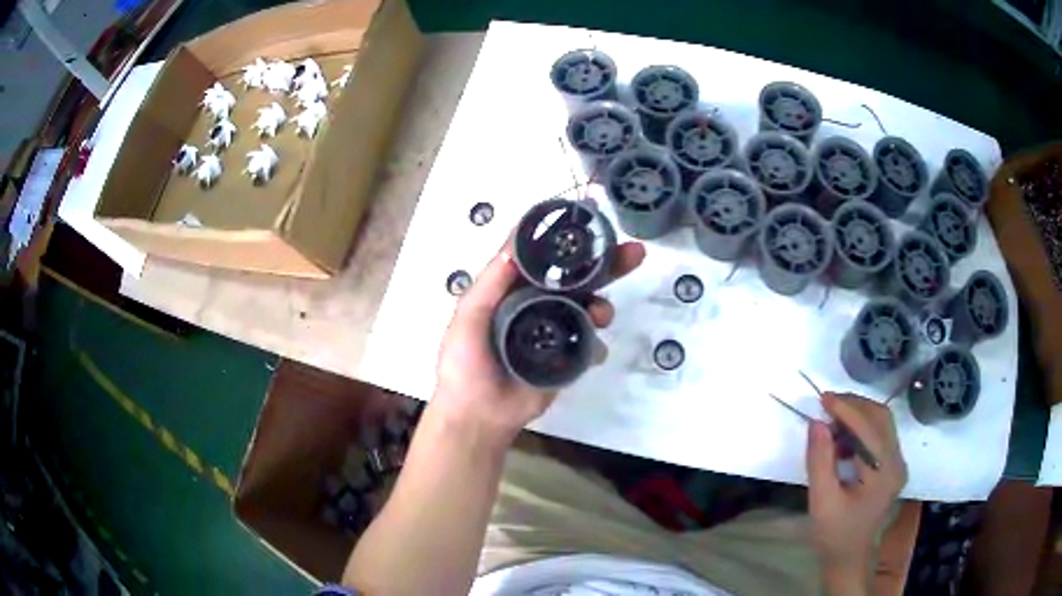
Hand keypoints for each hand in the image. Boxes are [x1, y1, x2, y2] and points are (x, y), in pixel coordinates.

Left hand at [431, 239, 645, 445]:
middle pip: (575, 279)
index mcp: (512, 290)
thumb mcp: (468, 317)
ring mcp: (555, 331)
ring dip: (602, 306)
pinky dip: (598, 343)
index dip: (562, 239)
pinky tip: (593, 349)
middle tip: (634, 252)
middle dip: (606, 264)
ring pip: (588, 308)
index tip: (589, 220)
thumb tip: (514, 245)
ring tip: (601, 314)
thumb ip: (490, 283)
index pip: (541, 258)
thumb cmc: (464, 363)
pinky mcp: (568, 359)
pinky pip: (591, 345)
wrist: (479, 415)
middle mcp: (537, 304)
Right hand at [806, 393, 907, 593]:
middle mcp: (897, 463)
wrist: (848, 558)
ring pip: (882, 422)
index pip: (869, 430)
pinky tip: (842, 438)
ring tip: (832, 419)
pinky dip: (861, 427)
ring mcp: (897, 463)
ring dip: (858, 414)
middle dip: (854, 405)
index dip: (846, 410)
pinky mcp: (892, 465)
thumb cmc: (833, 535)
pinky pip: (880, 434)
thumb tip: (817, 422)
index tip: (823, 398)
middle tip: (826, 404)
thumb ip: (820, 461)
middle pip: (881, 418)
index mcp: (884, 474)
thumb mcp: (821, 501)